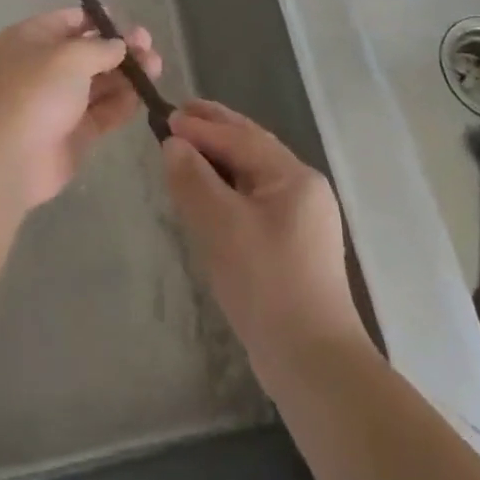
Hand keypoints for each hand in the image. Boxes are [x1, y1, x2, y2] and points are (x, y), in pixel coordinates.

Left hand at [0, 8, 157, 208]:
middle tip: (149, 47)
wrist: (8, 158)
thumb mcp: (70, 56)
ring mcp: (56, 102)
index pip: (69, 21)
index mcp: (30, 39)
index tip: (128, 24)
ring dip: (126, 75)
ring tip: (155, 68)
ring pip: (98, 83)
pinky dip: (121, 104)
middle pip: (87, 53)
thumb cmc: (35, 91)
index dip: (99, 21)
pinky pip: (101, 112)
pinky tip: (143, 96)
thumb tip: (119, 46)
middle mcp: (42, 67)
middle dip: (119, 49)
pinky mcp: (71, 133)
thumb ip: (101, 47)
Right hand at [164, 99, 367, 377]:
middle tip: (179, 114)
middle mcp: (304, 188)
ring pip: (253, 174)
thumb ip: (193, 179)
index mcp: (293, 176)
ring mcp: (303, 218)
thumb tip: (173, 144)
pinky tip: (209, 194)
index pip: (240, 137)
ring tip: (187, 149)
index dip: (200, 126)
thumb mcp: (221, 226)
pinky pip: (255, 200)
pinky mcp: (294, 245)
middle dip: (214, 130)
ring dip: (219, 158)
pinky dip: (228, 187)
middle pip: (252, 147)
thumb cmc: (267, 285)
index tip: (165, 116)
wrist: (314, 365)